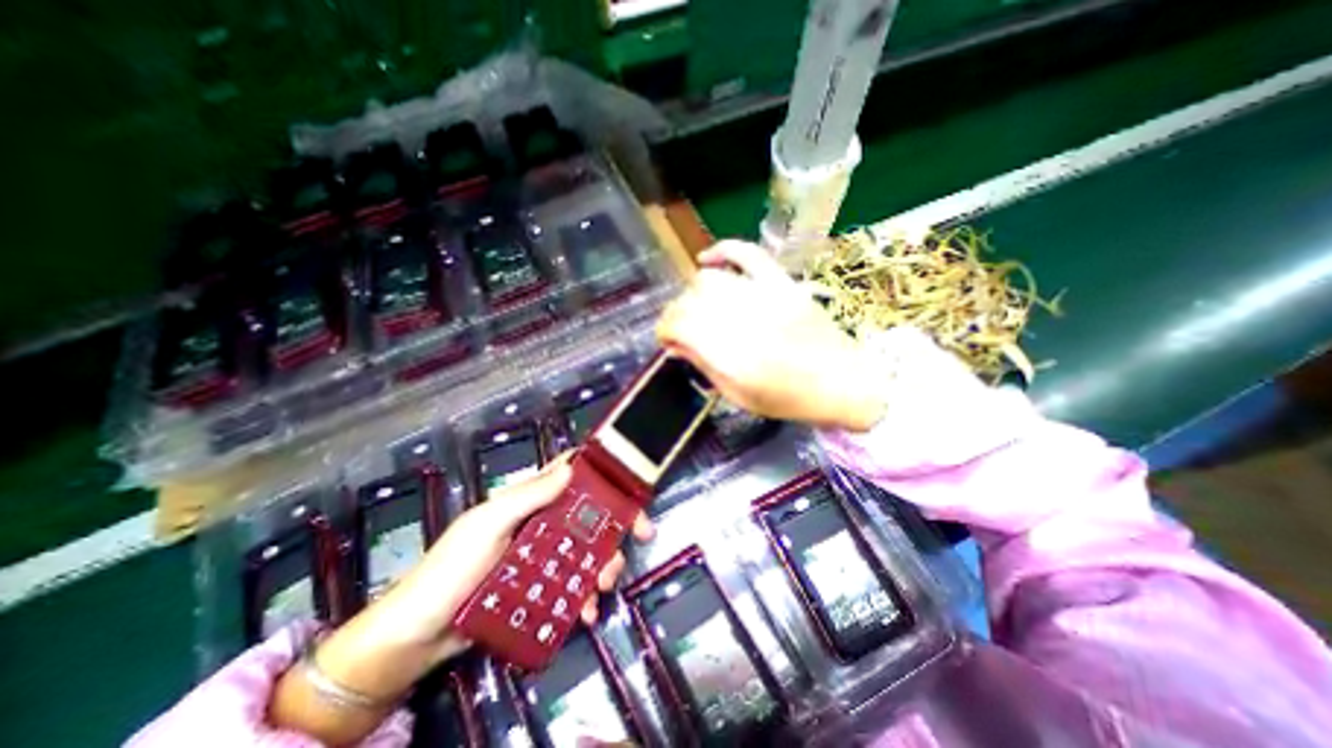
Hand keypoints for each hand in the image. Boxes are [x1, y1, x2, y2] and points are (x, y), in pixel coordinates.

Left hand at [266, 459, 654, 745]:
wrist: (416, 636)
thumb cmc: (451, 568)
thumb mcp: (488, 524)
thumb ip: (527, 496)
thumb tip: (570, 468)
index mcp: (529, 500)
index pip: (571, 474)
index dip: (602, 472)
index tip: (629, 483)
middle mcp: (541, 522)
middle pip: (589, 513)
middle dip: (615, 524)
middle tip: (639, 537)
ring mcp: (542, 556)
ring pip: (587, 550)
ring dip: (604, 564)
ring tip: (604, 586)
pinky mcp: (541, 586)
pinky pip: (573, 584)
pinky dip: (585, 596)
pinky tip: (586, 612)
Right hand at [659, 240, 886, 431]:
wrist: (843, 383)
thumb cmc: (788, 399)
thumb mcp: (738, 396)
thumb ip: (704, 366)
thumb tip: (675, 345)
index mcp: (731, 356)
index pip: (678, 326)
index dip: (665, 331)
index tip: (668, 341)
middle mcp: (743, 321)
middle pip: (689, 301)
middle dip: (676, 315)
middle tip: (683, 330)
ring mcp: (764, 296)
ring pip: (709, 279)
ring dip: (694, 293)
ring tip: (700, 308)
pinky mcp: (781, 282)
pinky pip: (746, 253)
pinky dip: (722, 251)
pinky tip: (706, 260)